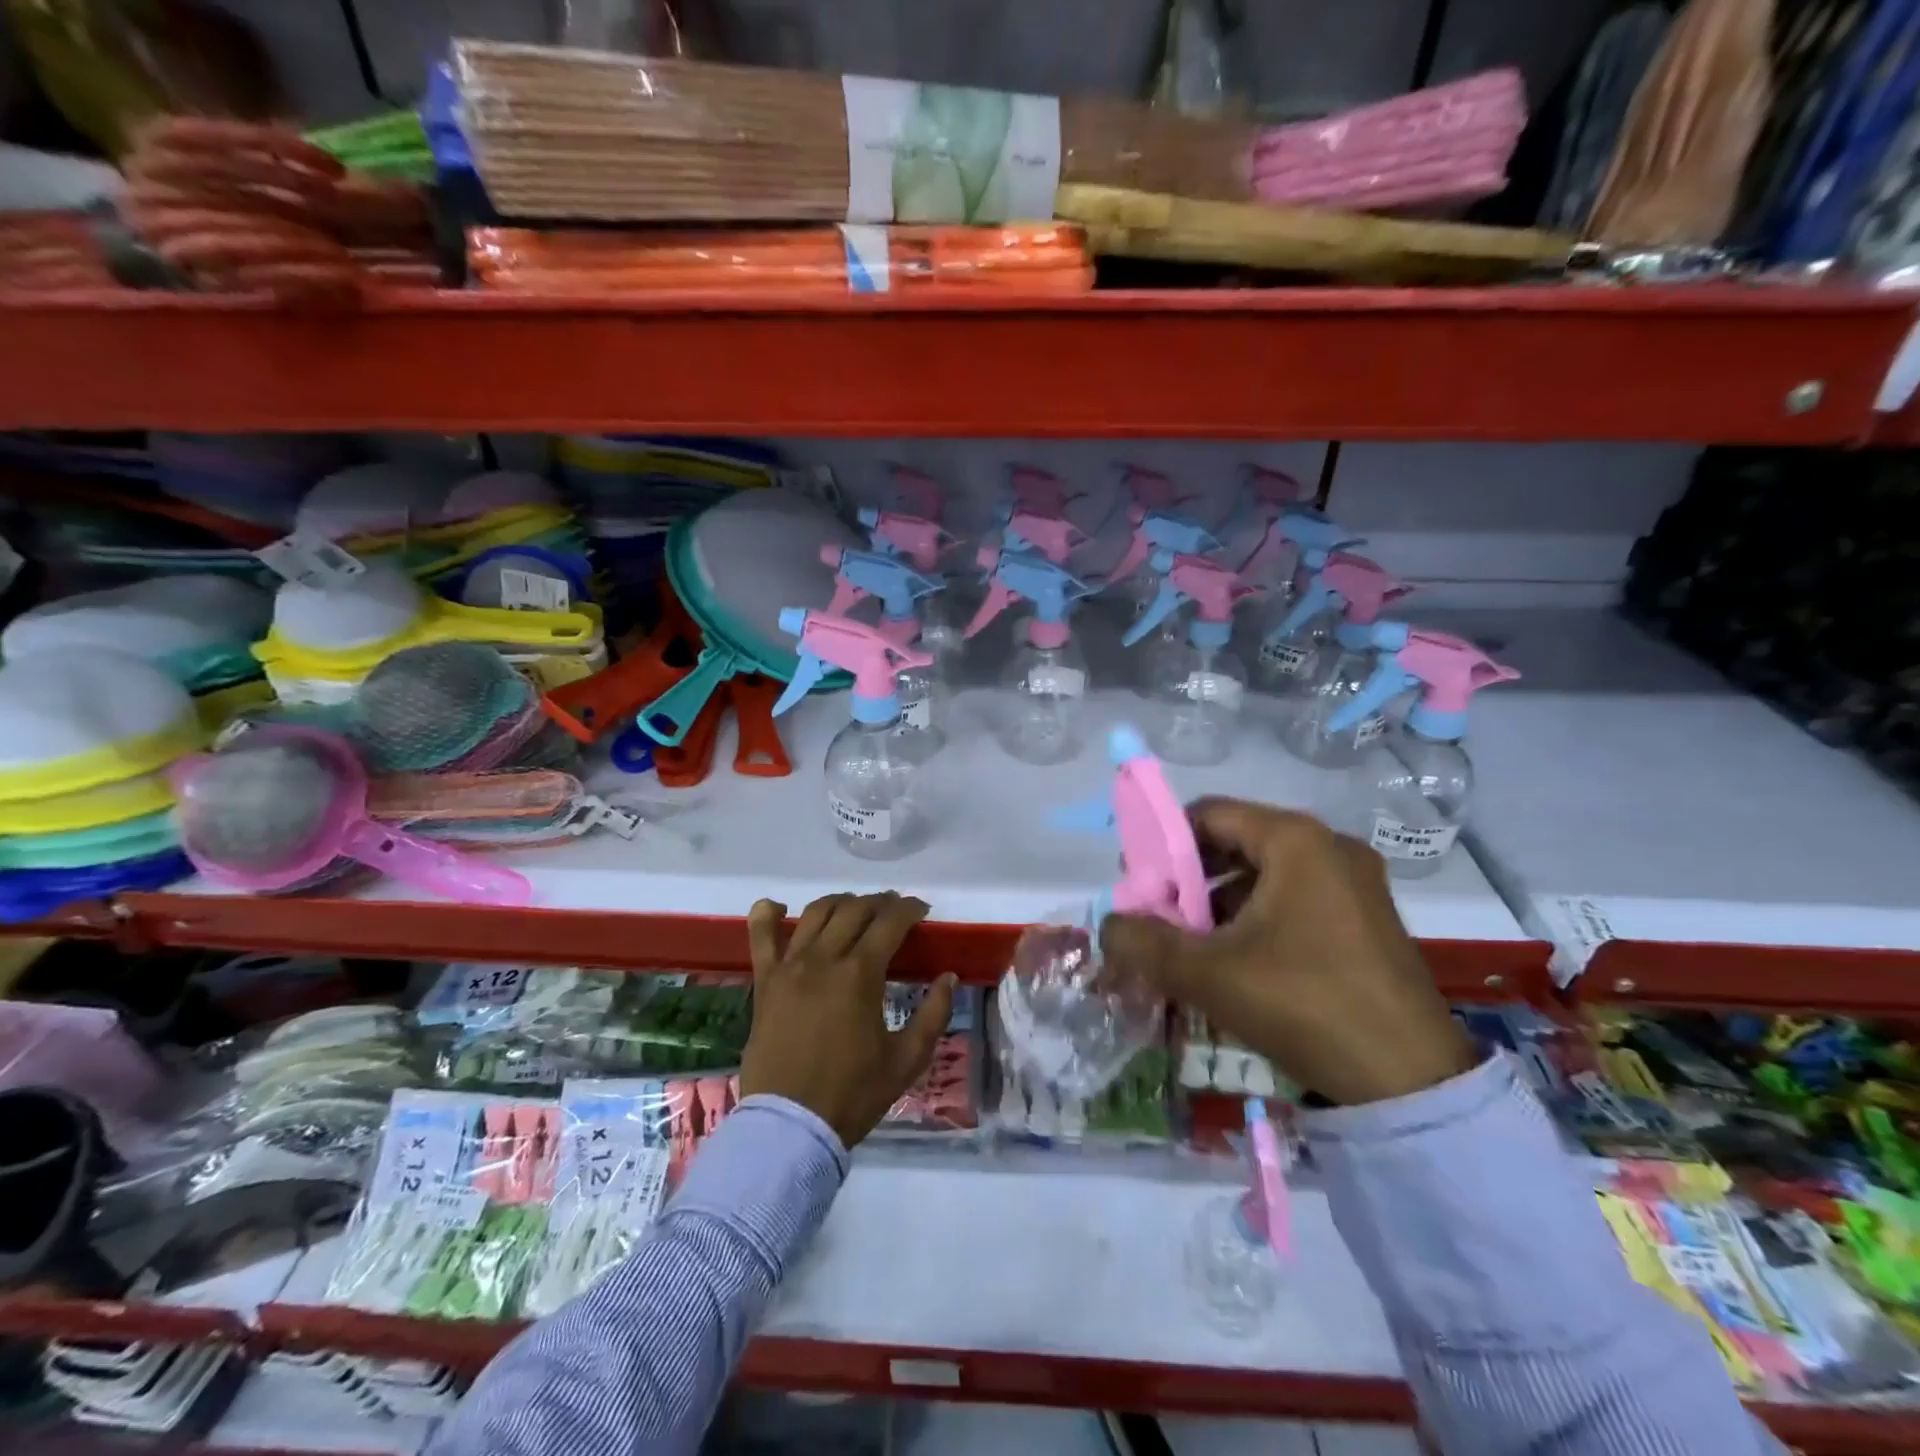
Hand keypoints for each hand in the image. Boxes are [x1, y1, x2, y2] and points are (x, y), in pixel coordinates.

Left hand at [740, 892, 956, 1147]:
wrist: (790, 1125)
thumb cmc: (853, 1094)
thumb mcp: (907, 1060)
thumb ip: (933, 1014)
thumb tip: (948, 977)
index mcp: (860, 975)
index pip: (890, 923)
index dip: (910, 909)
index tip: (922, 910)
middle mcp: (823, 959)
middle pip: (854, 910)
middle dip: (880, 903)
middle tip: (894, 911)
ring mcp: (789, 967)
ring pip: (815, 913)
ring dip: (840, 902)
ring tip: (854, 909)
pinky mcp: (764, 982)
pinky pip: (760, 936)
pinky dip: (767, 914)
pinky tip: (779, 907)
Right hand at [1099, 799, 1475, 1105]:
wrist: (1411, 1082)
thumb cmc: (1304, 1004)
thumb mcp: (1208, 973)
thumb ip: (1144, 942)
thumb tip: (1109, 927)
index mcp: (1296, 839)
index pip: (1208, 814)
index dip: (1162, 844)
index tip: (1138, 885)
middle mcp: (1329, 846)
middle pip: (1235, 841)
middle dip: (1188, 879)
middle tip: (1159, 918)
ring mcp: (1355, 882)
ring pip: (1264, 874)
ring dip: (1219, 902)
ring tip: (1192, 945)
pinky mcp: (1367, 918)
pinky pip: (1294, 898)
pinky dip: (1255, 918)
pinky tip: (1236, 961)